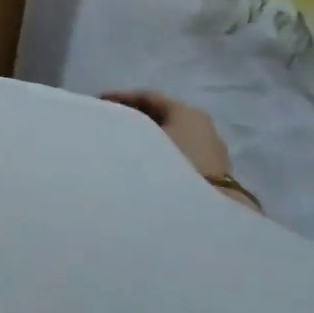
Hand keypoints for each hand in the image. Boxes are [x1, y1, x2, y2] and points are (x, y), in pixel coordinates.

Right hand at [100, 90, 232, 180]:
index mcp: (187, 111)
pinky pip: (180, 153)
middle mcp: (203, 126)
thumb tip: (113, 126)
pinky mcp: (214, 176)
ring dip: (148, 136)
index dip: (121, 96)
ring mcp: (212, 152)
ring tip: (124, 143)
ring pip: (172, 135)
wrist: (209, 216)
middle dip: (135, 115)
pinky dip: (161, 152)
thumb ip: (127, 127)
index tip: (99, 101)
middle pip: (162, 114)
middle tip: (110, 120)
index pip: (149, 96)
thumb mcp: (142, 138)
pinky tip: (145, 163)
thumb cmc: (172, 165)